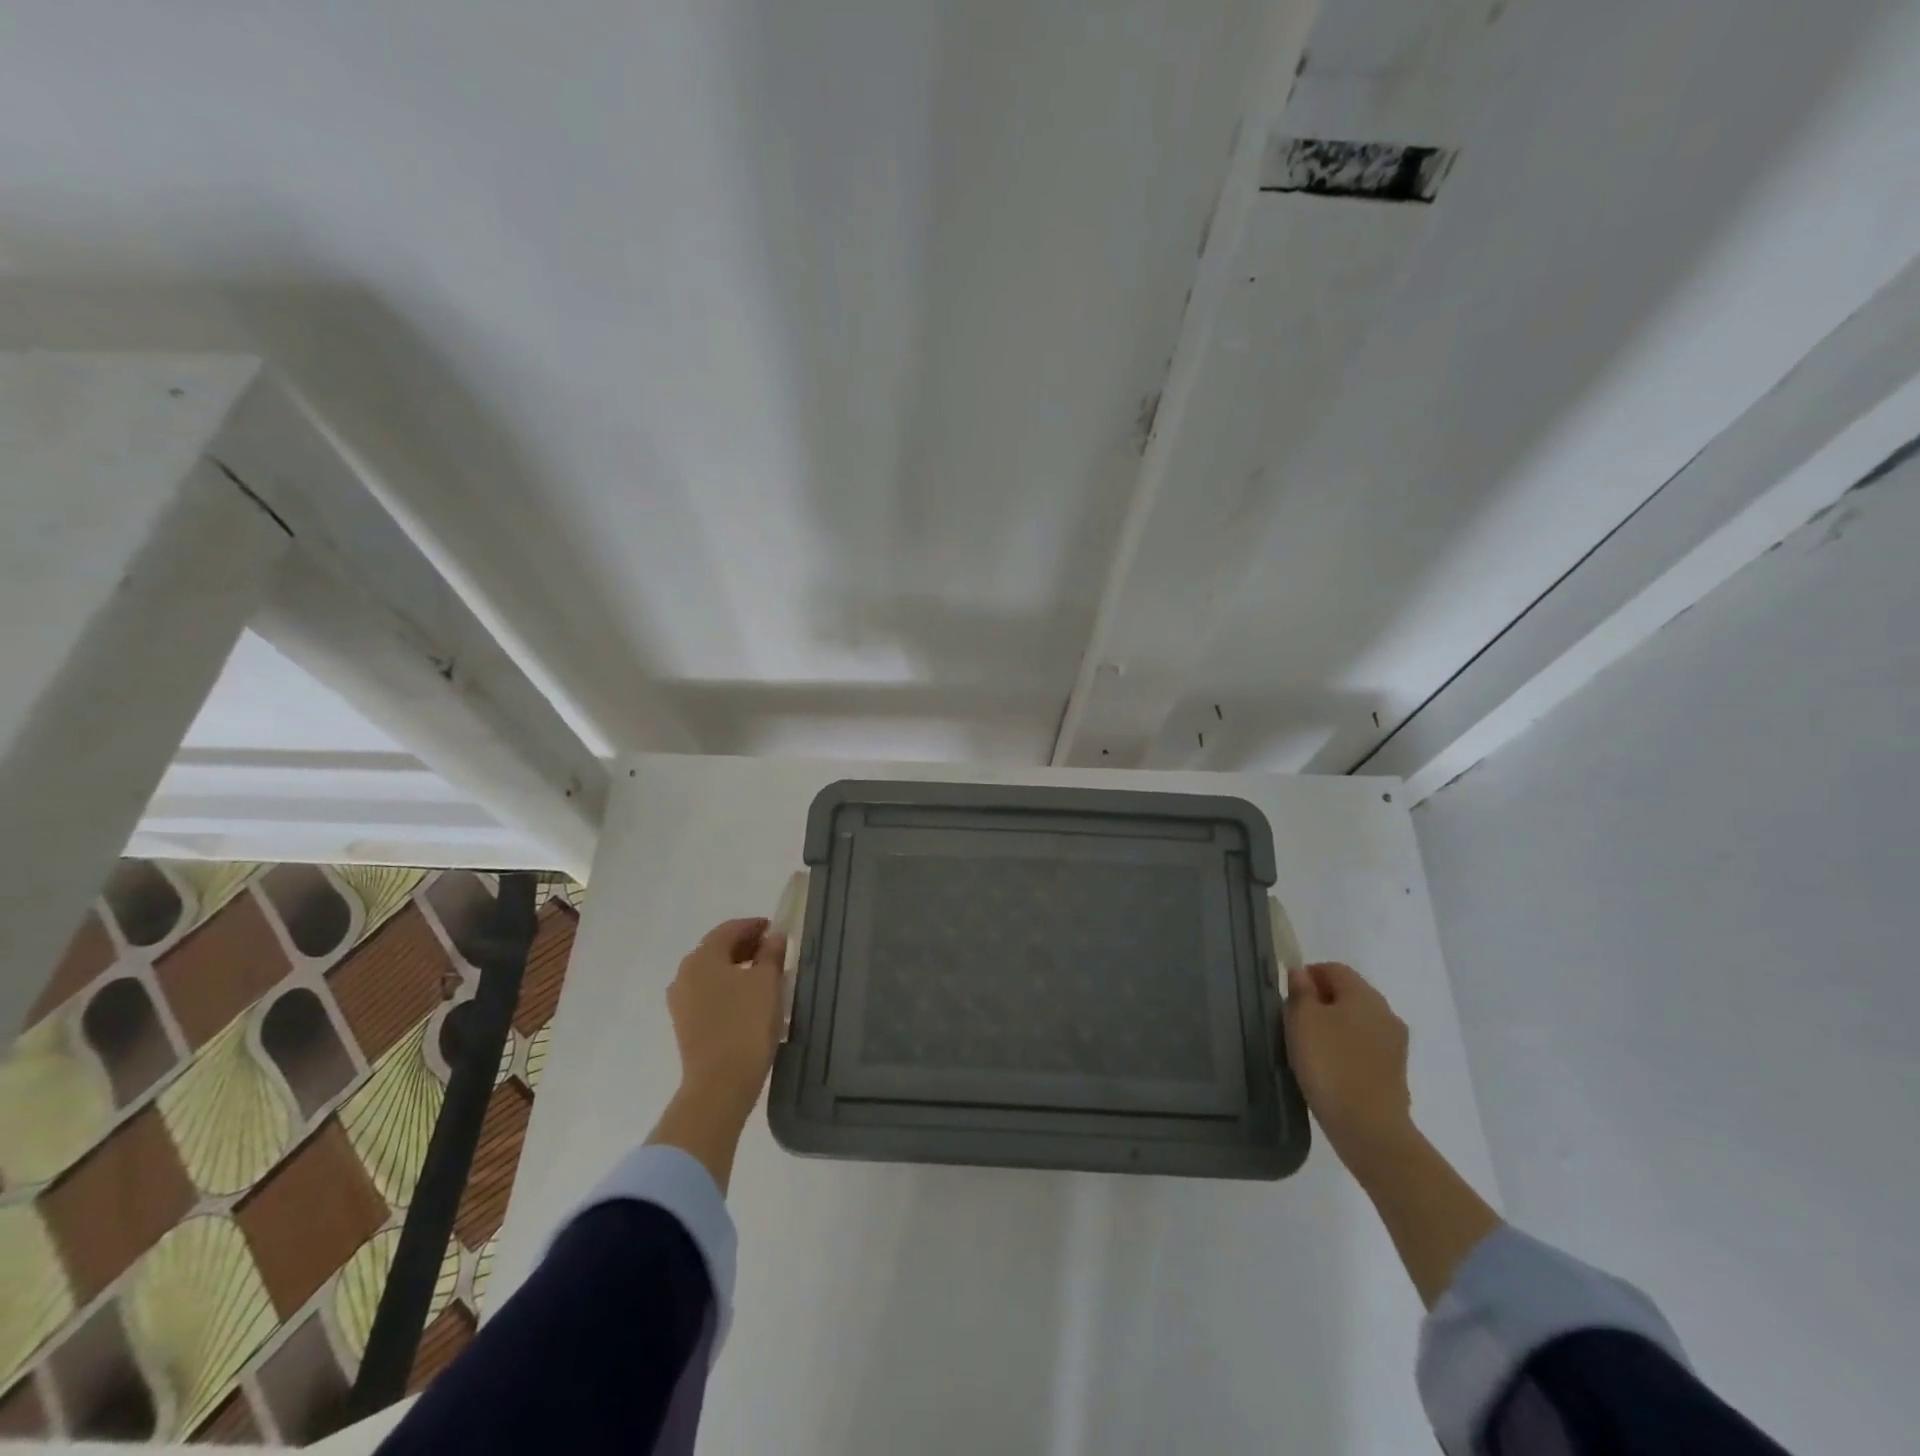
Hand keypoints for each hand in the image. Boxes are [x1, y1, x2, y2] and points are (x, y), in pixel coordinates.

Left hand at [665, 916, 786, 1116]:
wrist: (720, 1084)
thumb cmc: (746, 1024)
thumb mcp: (767, 982)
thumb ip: (771, 954)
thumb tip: (773, 937)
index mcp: (702, 957)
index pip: (729, 929)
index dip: (754, 926)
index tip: (776, 930)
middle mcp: (685, 974)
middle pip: (717, 949)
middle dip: (745, 946)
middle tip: (773, 951)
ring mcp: (681, 1001)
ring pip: (712, 972)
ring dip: (736, 968)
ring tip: (764, 976)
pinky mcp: (685, 1024)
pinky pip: (708, 993)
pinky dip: (728, 988)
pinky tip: (748, 999)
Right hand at [1284, 961, 1412, 1167]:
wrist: (1369, 1128)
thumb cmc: (1329, 1064)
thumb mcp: (1302, 1020)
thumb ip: (1300, 991)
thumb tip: (1302, 974)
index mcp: (1364, 994)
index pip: (1333, 968)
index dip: (1308, 975)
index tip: (1288, 997)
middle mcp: (1386, 1013)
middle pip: (1348, 994)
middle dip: (1321, 1001)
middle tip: (1294, 1022)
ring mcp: (1395, 1044)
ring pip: (1358, 1022)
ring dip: (1334, 1026)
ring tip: (1310, 1048)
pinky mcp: (1395, 1072)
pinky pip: (1365, 1047)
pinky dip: (1347, 1050)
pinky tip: (1330, 1069)